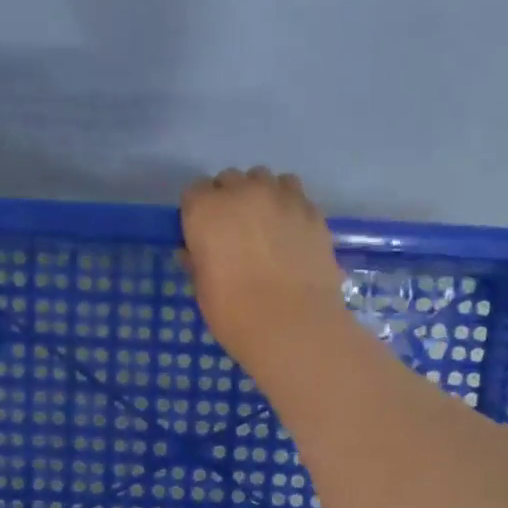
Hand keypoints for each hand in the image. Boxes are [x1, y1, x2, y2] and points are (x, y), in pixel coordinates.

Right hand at [180, 166, 347, 378]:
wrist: (294, 327)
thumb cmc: (236, 314)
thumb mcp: (203, 290)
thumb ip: (198, 261)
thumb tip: (199, 253)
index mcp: (206, 210)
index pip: (195, 192)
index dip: (199, 213)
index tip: (205, 236)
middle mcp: (243, 192)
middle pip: (231, 180)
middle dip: (230, 201)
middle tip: (237, 234)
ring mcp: (282, 197)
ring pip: (267, 180)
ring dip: (262, 196)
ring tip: (267, 229)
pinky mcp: (312, 211)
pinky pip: (295, 196)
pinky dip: (289, 208)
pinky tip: (291, 236)